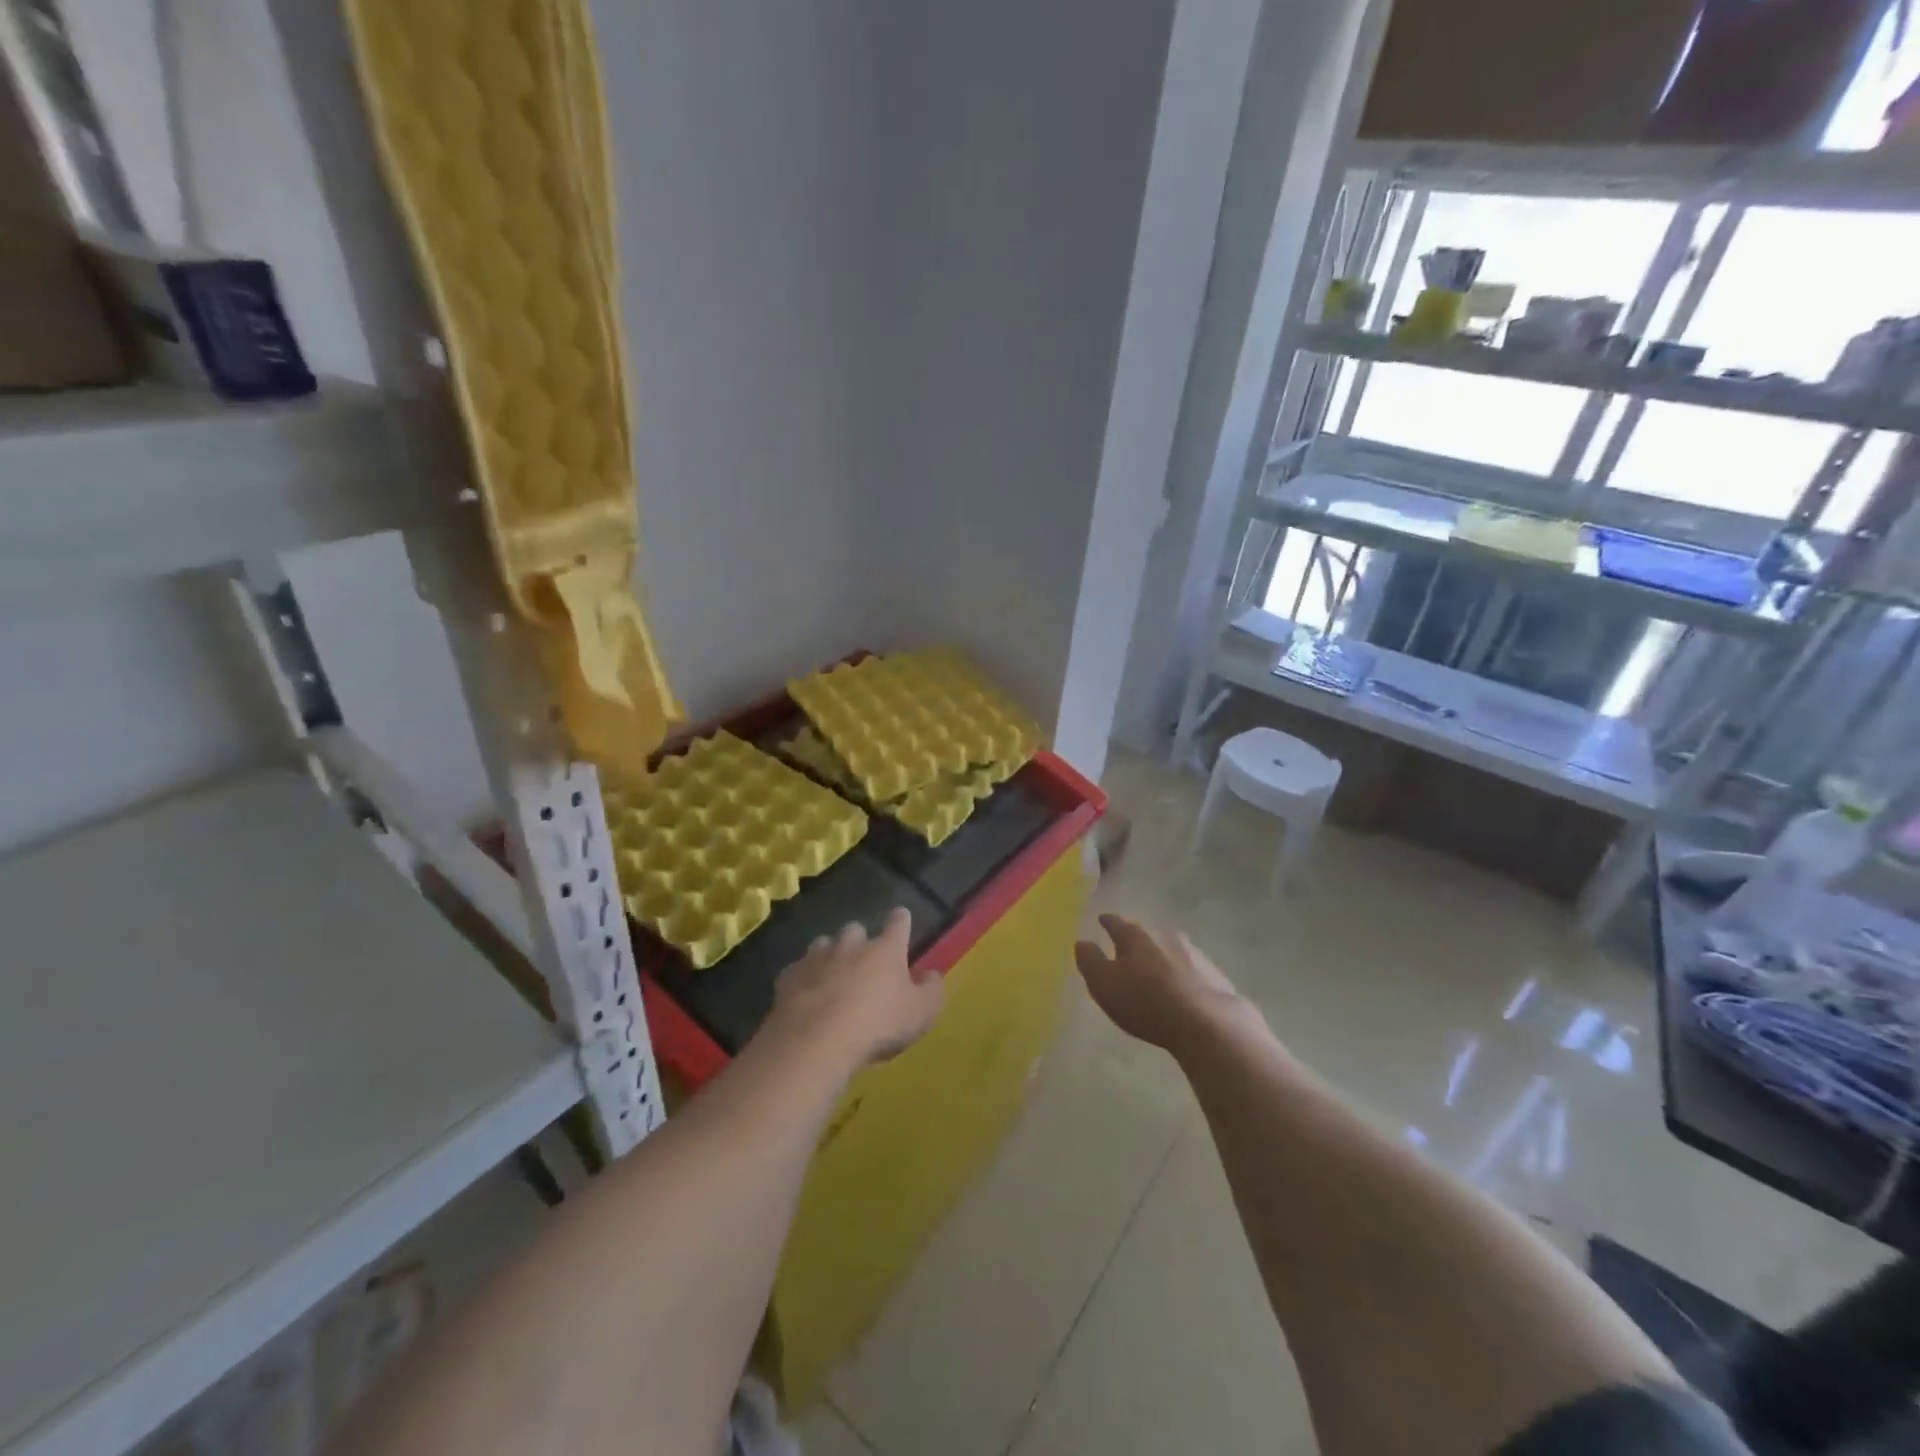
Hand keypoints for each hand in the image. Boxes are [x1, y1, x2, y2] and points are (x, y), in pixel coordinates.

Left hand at [766, 908, 943, 1067]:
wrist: (816, 1040)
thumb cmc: (878, 1024)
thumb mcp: (920, 1013)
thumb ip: (931, 990)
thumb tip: (932, 975)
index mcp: (885, 949)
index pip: (898, 923)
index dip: (900, 920)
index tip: (900, 916)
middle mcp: (851, 944)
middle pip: (855, 930)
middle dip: (859, 940)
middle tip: (863, 961)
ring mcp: (816, 957)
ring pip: (823, 944)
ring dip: (829, 955)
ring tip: (831, 976)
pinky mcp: (789, 977)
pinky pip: (798, 971)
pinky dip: (804, 979)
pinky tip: (805, 996)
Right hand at [1074, 914, 1247, 1054]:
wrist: (1208, 1023)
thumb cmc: (1146, 1002)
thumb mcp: (1105, 985)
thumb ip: (1090, 961)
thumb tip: (1082, 942)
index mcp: (1134, 935)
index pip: (1115, 922)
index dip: (1107, 921)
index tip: (1101, 920)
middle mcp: (1164, 935)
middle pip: (1144, 934)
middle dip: (1135, 942)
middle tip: (1126, 953)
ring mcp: (1193, 952)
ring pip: (1169, 950)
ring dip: (1160, 958)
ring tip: (1154, 974)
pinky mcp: (1214, 973)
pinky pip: (1190, 969)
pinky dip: (1182, 976)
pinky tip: (1181, 991)